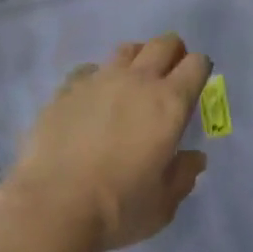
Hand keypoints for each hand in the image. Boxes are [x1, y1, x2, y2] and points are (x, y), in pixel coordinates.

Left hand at [11, 34, 209, 251]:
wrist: (52, 206)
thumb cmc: (118, 208)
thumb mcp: (163, 204)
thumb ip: (183, 176)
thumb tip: (194, 159)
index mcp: (170, 103)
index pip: (196, 63)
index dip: (199, 69)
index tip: (195, 86)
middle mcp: (138, 80)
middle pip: (164, 43)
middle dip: (173, 53)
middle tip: (169, 76)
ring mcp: (100, 79)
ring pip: (127, 49)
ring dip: (137, 59)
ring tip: (131, 83)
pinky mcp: (67, 88)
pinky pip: (89, 69)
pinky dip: (97, 78)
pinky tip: (92, 100)